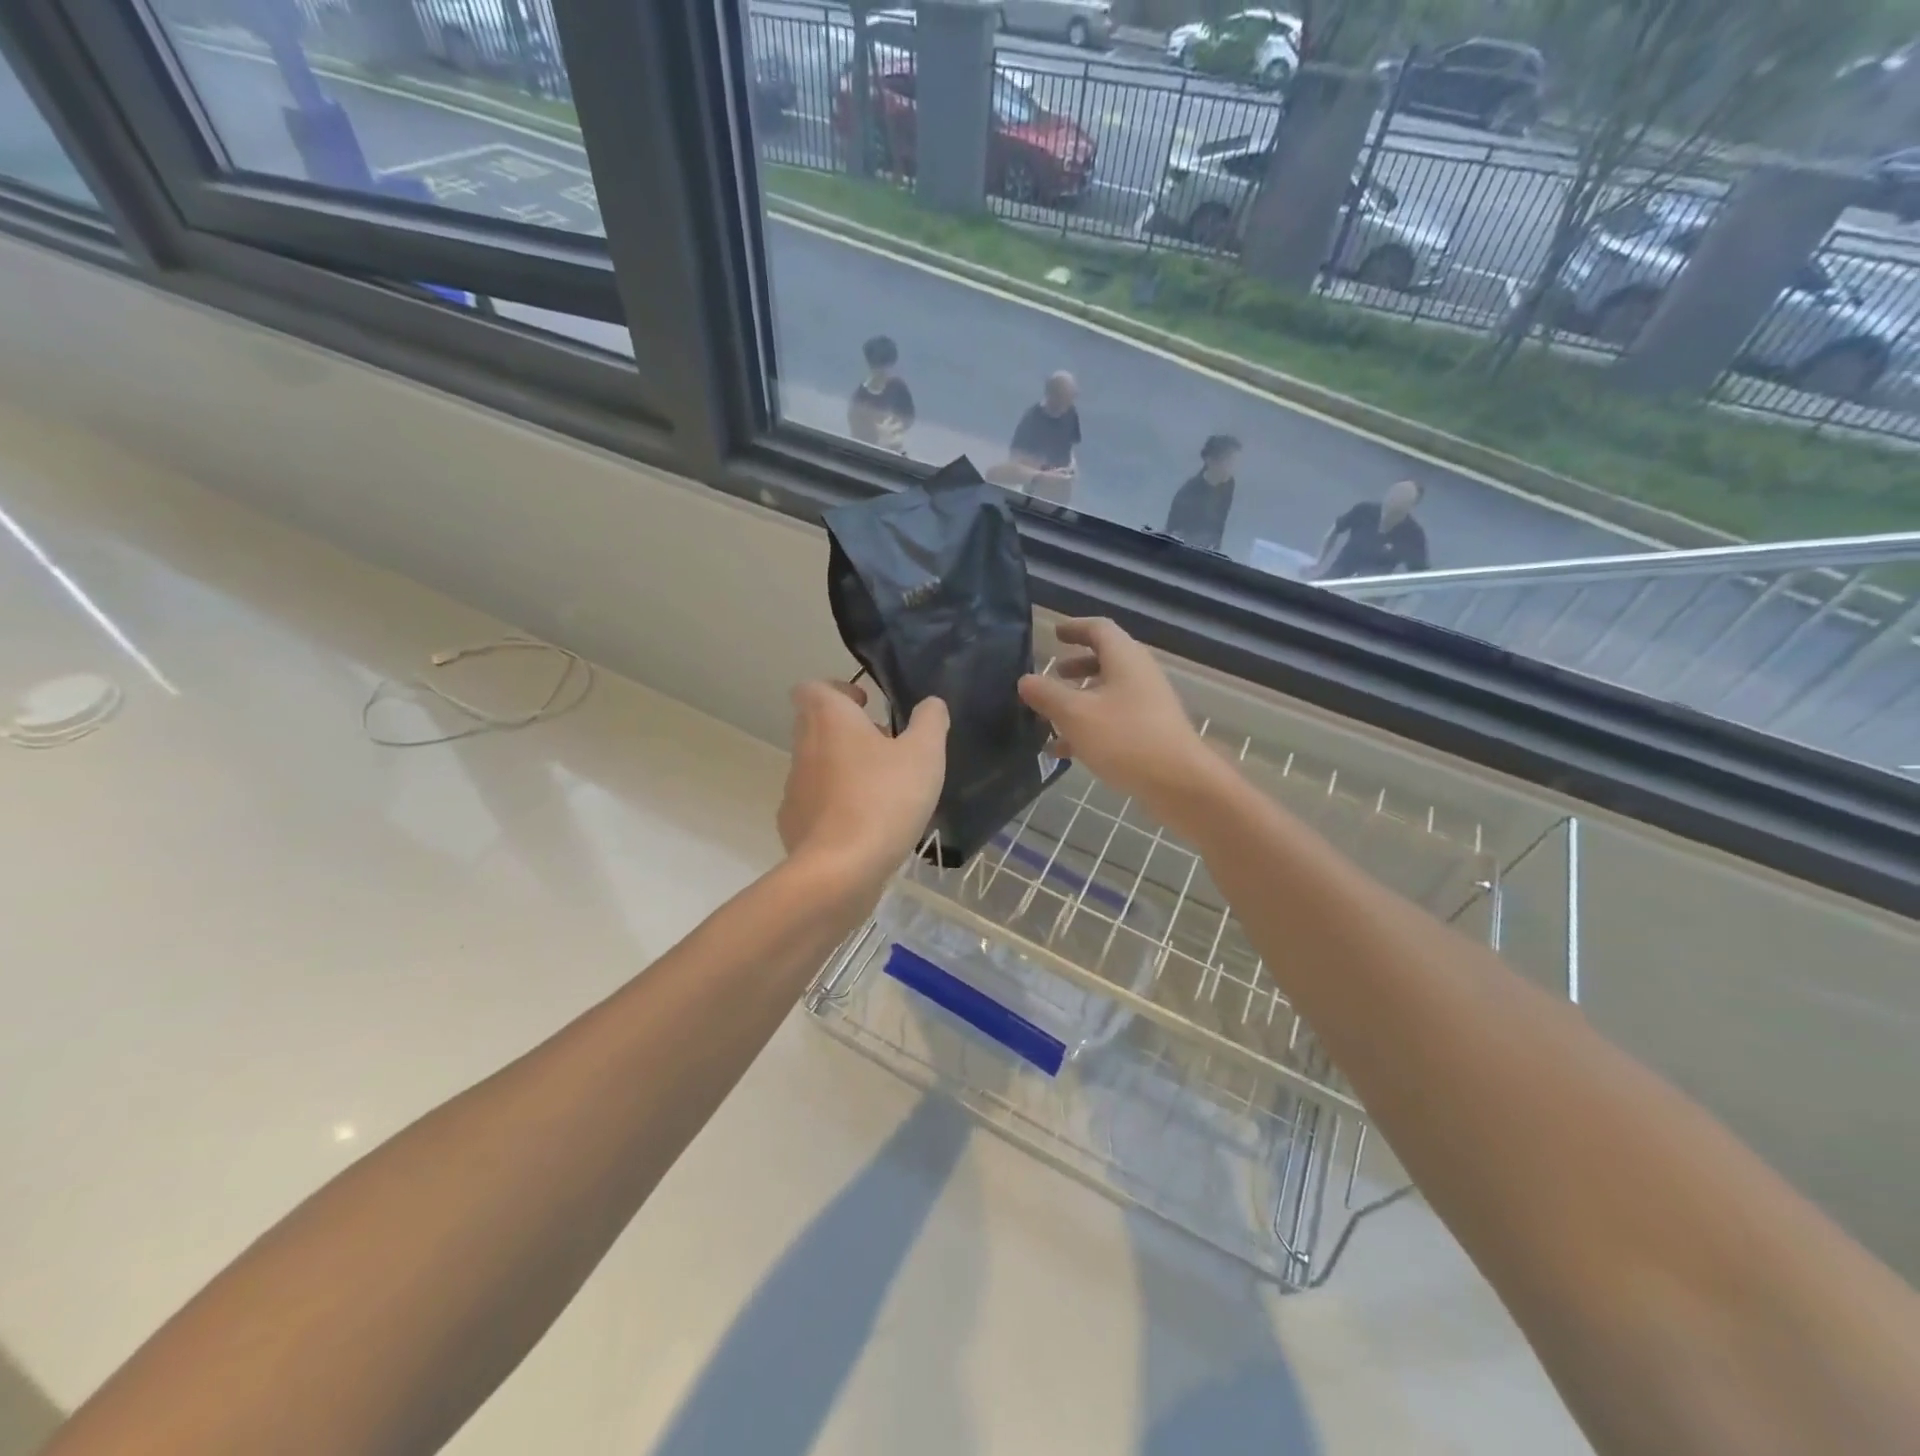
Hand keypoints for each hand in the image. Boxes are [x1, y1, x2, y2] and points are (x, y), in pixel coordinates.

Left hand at [778, 681, 948, 897]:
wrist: (840, 870)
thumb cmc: (884, 799)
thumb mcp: (924, 755)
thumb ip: (930, 722)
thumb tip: (930, 704)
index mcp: (829, 719)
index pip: (813, 687)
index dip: (839, 690)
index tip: (867, 706)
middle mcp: (804, 747)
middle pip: (816, 725)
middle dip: (848, 731)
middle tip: (886, 747)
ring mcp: (794, 788)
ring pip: (817, 765)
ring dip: (844, 768)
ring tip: (883, 790)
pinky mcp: (793, 824)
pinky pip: (816, 803)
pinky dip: (836, 806)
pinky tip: (866, 826)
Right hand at [1018, 619, 1224, 833]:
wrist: (1179, 783)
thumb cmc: (1125, 738)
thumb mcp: (1075, 715)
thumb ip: (1047, 695)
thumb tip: (1025, 680)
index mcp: (1125, 659)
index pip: (1099, 629)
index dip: (1075, 628)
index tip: (1055, 634)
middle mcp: (1139, 675)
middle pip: (1105, 661)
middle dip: (1075, 668)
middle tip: (1052, 675)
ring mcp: (1148, 705)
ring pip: (1108, 693)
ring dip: (1079, 700)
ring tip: (1050, 717)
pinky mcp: (1150, 733)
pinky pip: (1114, 720)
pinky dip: (1089, 726)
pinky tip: (1065, 751)